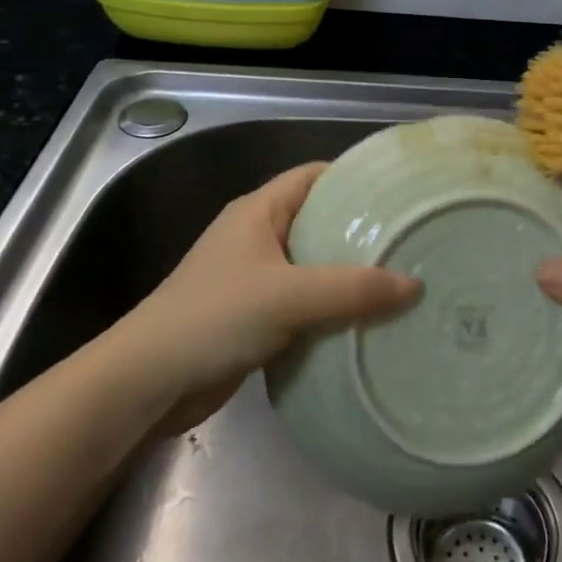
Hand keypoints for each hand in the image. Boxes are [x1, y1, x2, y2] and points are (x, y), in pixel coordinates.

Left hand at [116, 162, 419, 432]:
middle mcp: (258, 236)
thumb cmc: (214, 318)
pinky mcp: (255, 316)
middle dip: (362, 231)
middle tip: (410, 240)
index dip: (356, 178)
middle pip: (320, 220)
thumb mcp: (289, 296)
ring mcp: (255, 278)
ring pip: (314, 265)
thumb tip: (415, 285)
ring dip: (350, 275)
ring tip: (401, 280)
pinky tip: (367, 320)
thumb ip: (353, 289)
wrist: (146, 385)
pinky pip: (305, 302)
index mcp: (260, 211)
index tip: (400, 193)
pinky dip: (333, 308)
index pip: (315, 176)